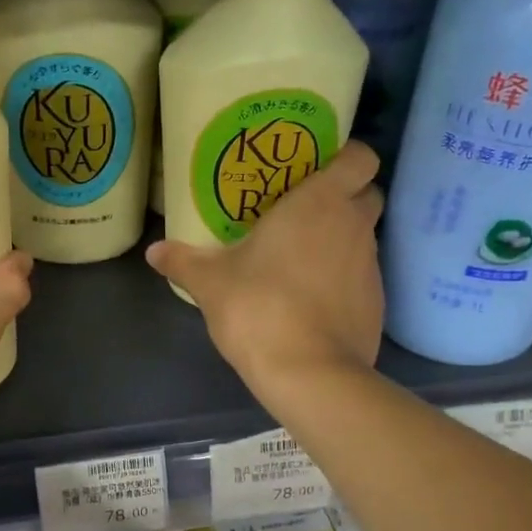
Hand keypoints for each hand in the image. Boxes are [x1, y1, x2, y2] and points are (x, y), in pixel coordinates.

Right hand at [146, 142, 383, 402]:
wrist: (309, 373)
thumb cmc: (258, 308)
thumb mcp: (210, 284)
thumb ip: (183, 261)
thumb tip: (154, 251)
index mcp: (320, 202)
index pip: (360, 157)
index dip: (345, 157)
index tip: (317, 169)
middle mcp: (353, 225)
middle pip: (366, 194)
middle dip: (344, 198)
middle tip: (304, 214)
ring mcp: (371, 265)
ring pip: (363, 237)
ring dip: (340, 241)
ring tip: (302, 261)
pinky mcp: (377, 303)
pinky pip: (361, 277)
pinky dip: (344, 280)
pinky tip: (313, 301)